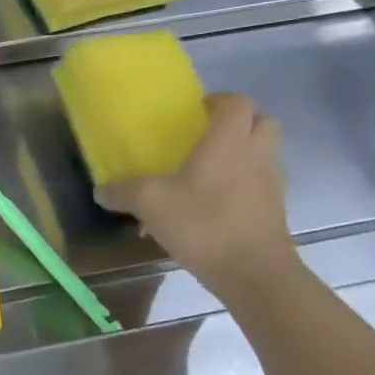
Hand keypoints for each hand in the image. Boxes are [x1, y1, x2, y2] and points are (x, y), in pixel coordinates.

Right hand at [95, 91, 298, 297]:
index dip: (219, 100)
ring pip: (265, 154)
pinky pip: (261, 184)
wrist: (254, 274)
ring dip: (244, 154)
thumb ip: (122, 192)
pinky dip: (243, 185)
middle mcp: (257, 155)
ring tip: (207, 172)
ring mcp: (271, 184)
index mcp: (229, 142)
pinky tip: (214, 205)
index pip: (238, 102)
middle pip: (263, 122)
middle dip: (239, 123)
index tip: (194, 112)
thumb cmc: (203, 224)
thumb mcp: (150, 203)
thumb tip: (100, 190)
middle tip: (206, 136)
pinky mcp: (275, 211)